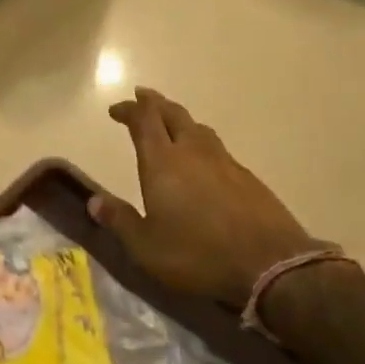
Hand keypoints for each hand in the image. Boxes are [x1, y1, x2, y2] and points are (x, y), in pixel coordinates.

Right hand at [89, 87, 315, 308]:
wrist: (270, 265)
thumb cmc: (197, 255)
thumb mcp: (145, 246)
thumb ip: (119, 220)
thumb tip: (94, 201)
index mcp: (163, 163)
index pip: (144, 121)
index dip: (129, 110)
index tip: (115, 109)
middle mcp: (193, 153)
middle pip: (173, 114)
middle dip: (154, 103)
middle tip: (142, 97)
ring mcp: (225, 163)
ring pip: (199, 128)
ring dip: (180, 120)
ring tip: (171, 123)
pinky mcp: (248, 178)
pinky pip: (218, 149)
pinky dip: (202, 143)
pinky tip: (203, 160)